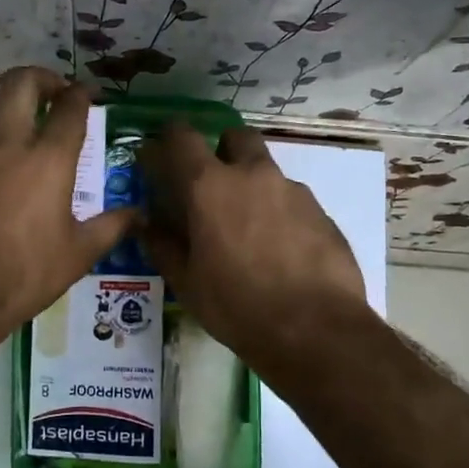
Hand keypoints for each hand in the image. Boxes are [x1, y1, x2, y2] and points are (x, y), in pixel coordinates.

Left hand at [0, 67, 134, 345]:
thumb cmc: (26, 274)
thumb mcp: (78, 254)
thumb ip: (112, 227)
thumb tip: (140, 215)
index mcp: (49, 160)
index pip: (69, 108)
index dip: (80, 95)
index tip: (85, 95)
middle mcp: (8, 147)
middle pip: (19, 84)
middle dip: (40, 77)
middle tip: (53, 92)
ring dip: (14, 130)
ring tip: (26, 165)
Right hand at [138, 123, 365, 367]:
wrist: (315, 330)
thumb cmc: (237, 306)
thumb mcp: (187, 283)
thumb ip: (163, 246)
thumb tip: (146, 224)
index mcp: (210, 187)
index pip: (182, 137)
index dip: (168, 138)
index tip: (160, 152)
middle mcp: (253, 176)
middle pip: (236, 137)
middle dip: (222, 149)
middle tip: (213, 184)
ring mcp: (293, 192)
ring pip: (267, 171)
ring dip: (253, 186)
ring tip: (249, 230)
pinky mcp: (322, 213)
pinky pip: (292, 201)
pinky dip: (280, 214)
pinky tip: (280, 252)